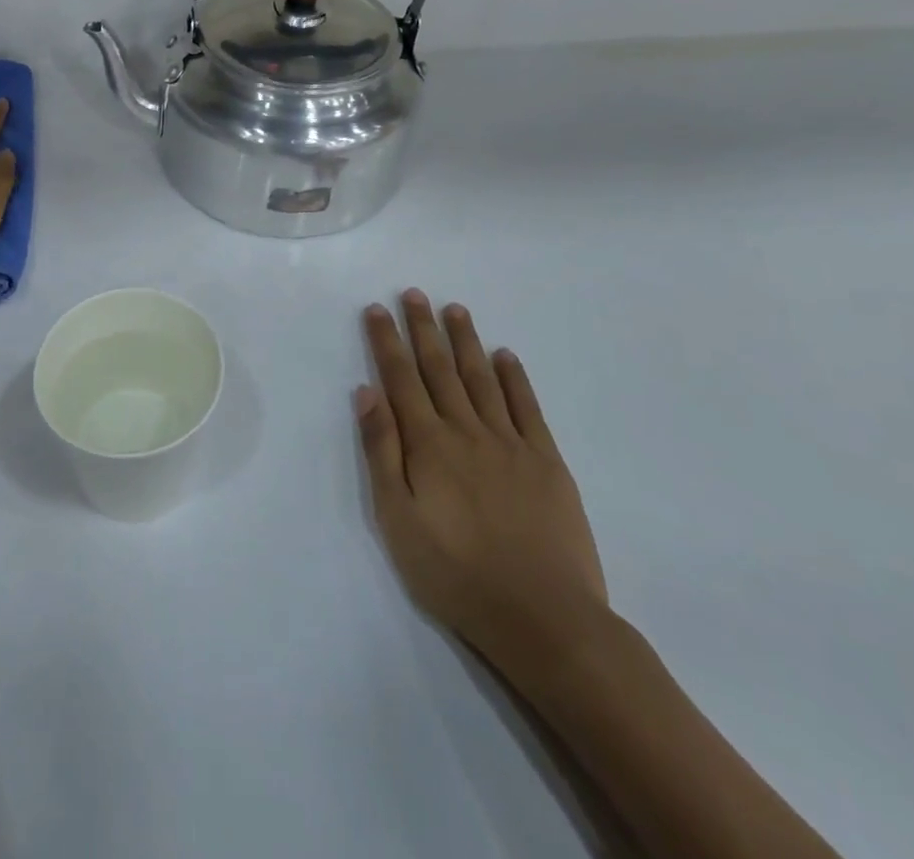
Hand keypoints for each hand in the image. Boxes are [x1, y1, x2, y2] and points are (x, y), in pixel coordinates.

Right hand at [355, 292, 607, 681]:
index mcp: (428, 444)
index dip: (387, 342)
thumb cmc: (455, 573)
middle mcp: (467, 431)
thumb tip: (366, 392)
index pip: (401, 379)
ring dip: (466, 342)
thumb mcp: (397, 519)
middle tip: (415, 293)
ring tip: (455, 309)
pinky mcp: (547, 463)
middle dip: (424, 329)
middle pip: (440, 369)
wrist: (544, 618)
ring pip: (482, 379)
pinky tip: (506, 357)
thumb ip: (382, 451)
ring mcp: (511, 444)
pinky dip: (515, 379)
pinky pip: (528, 409)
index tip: (378, 309)